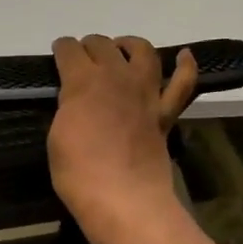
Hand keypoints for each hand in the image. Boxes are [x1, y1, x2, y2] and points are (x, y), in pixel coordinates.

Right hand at [48, 36, 198, 236]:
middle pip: (103, 45)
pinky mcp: (164, 113)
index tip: (58, 53)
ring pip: (143, 52)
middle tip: (82, 57)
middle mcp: (116, 77)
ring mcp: (145, 93)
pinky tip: (184, 56)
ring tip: (121, 49)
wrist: (123, 199)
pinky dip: (186, 66)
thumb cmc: (78, 172)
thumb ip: (68, 109)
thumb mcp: (56, 136)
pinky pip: (182, 84)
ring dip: (129, 44)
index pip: (69, 51)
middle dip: (89, 46)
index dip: (61, 49)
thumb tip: (76, 102)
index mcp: (83, 82)